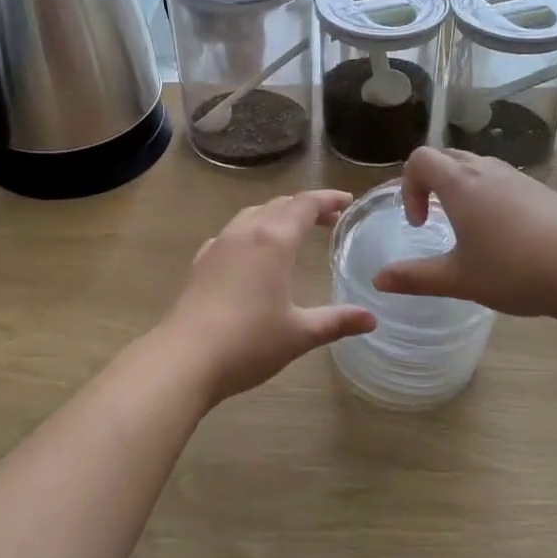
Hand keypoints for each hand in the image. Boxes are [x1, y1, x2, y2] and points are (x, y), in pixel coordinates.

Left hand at [158, 191, 376, 403]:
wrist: (185, 358)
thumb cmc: (249, 342)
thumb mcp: (300, 333)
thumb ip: (337, 322)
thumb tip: (371, 319)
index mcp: (274, 241)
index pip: (305, 205)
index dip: (328, 199)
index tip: (347, 202)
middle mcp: (246, 233)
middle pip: (279, 205)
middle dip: (306, 207)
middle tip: (329, 219)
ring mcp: (219, 245)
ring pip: (252, 214)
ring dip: (276, 215)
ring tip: (292, 231)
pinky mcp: (200, 262)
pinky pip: (231, 233)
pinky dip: (250, 232)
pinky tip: (251, 253)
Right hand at [372, 148, 556, 318]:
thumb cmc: (514, 269)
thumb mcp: (458, 279)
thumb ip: (415, 278)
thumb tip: (378, 281)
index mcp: (460, 184)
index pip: (420, 160)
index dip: (409, 186)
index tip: (420, 223)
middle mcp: (487, 170)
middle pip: (448, 157)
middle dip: (432, 183)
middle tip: (436, 220)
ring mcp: (519, 178)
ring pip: (479, 167)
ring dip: (463, 188)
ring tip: (470, 228)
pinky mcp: (543, 191)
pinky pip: (504, 181)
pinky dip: (491, 196)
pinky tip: (506, 236)